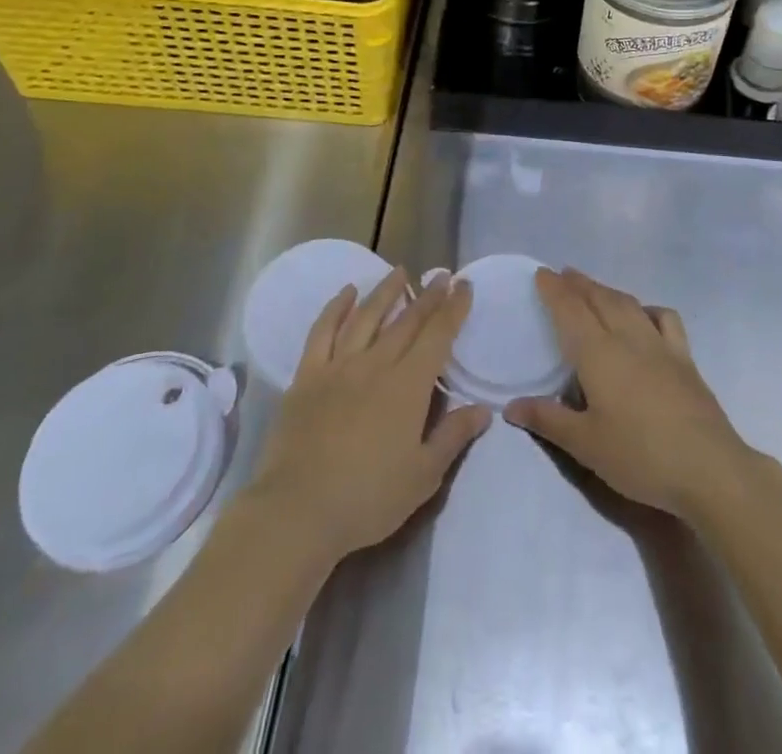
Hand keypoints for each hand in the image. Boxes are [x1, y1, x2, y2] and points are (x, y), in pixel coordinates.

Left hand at [250, 269, 491, 565]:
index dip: (453, 309)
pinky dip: (336, 308)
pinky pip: (323, 331)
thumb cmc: (368, 498)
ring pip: (367, 316)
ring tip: (399, 271)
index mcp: (408, 386)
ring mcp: (338, 366)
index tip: (464, 286)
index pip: (438, 336)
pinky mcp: (307, 376)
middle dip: (427, 296)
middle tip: (441, 276)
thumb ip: (453, 436)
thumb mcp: (423, 476)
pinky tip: (346, 293)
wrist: (298, 510)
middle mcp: (376, 364)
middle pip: (406, 321)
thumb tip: (483, 409)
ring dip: (385, 291)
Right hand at [504, 268, 754, 520]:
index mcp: (598, 353)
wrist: (709, 468)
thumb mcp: (586, 444)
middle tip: (563, 275)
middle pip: (600, 299)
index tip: (542, 273)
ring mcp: (660, 345)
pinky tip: (644, 315)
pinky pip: (665, 319)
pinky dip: (649, 309)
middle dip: (579, 284)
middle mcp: (628, 338)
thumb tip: (511, 405)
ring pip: (629, 304)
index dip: (555, 290)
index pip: (571, 310)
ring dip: (607, 290)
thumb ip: (548, 420)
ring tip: (594, 288)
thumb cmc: (640, 456)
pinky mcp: (685, 359)